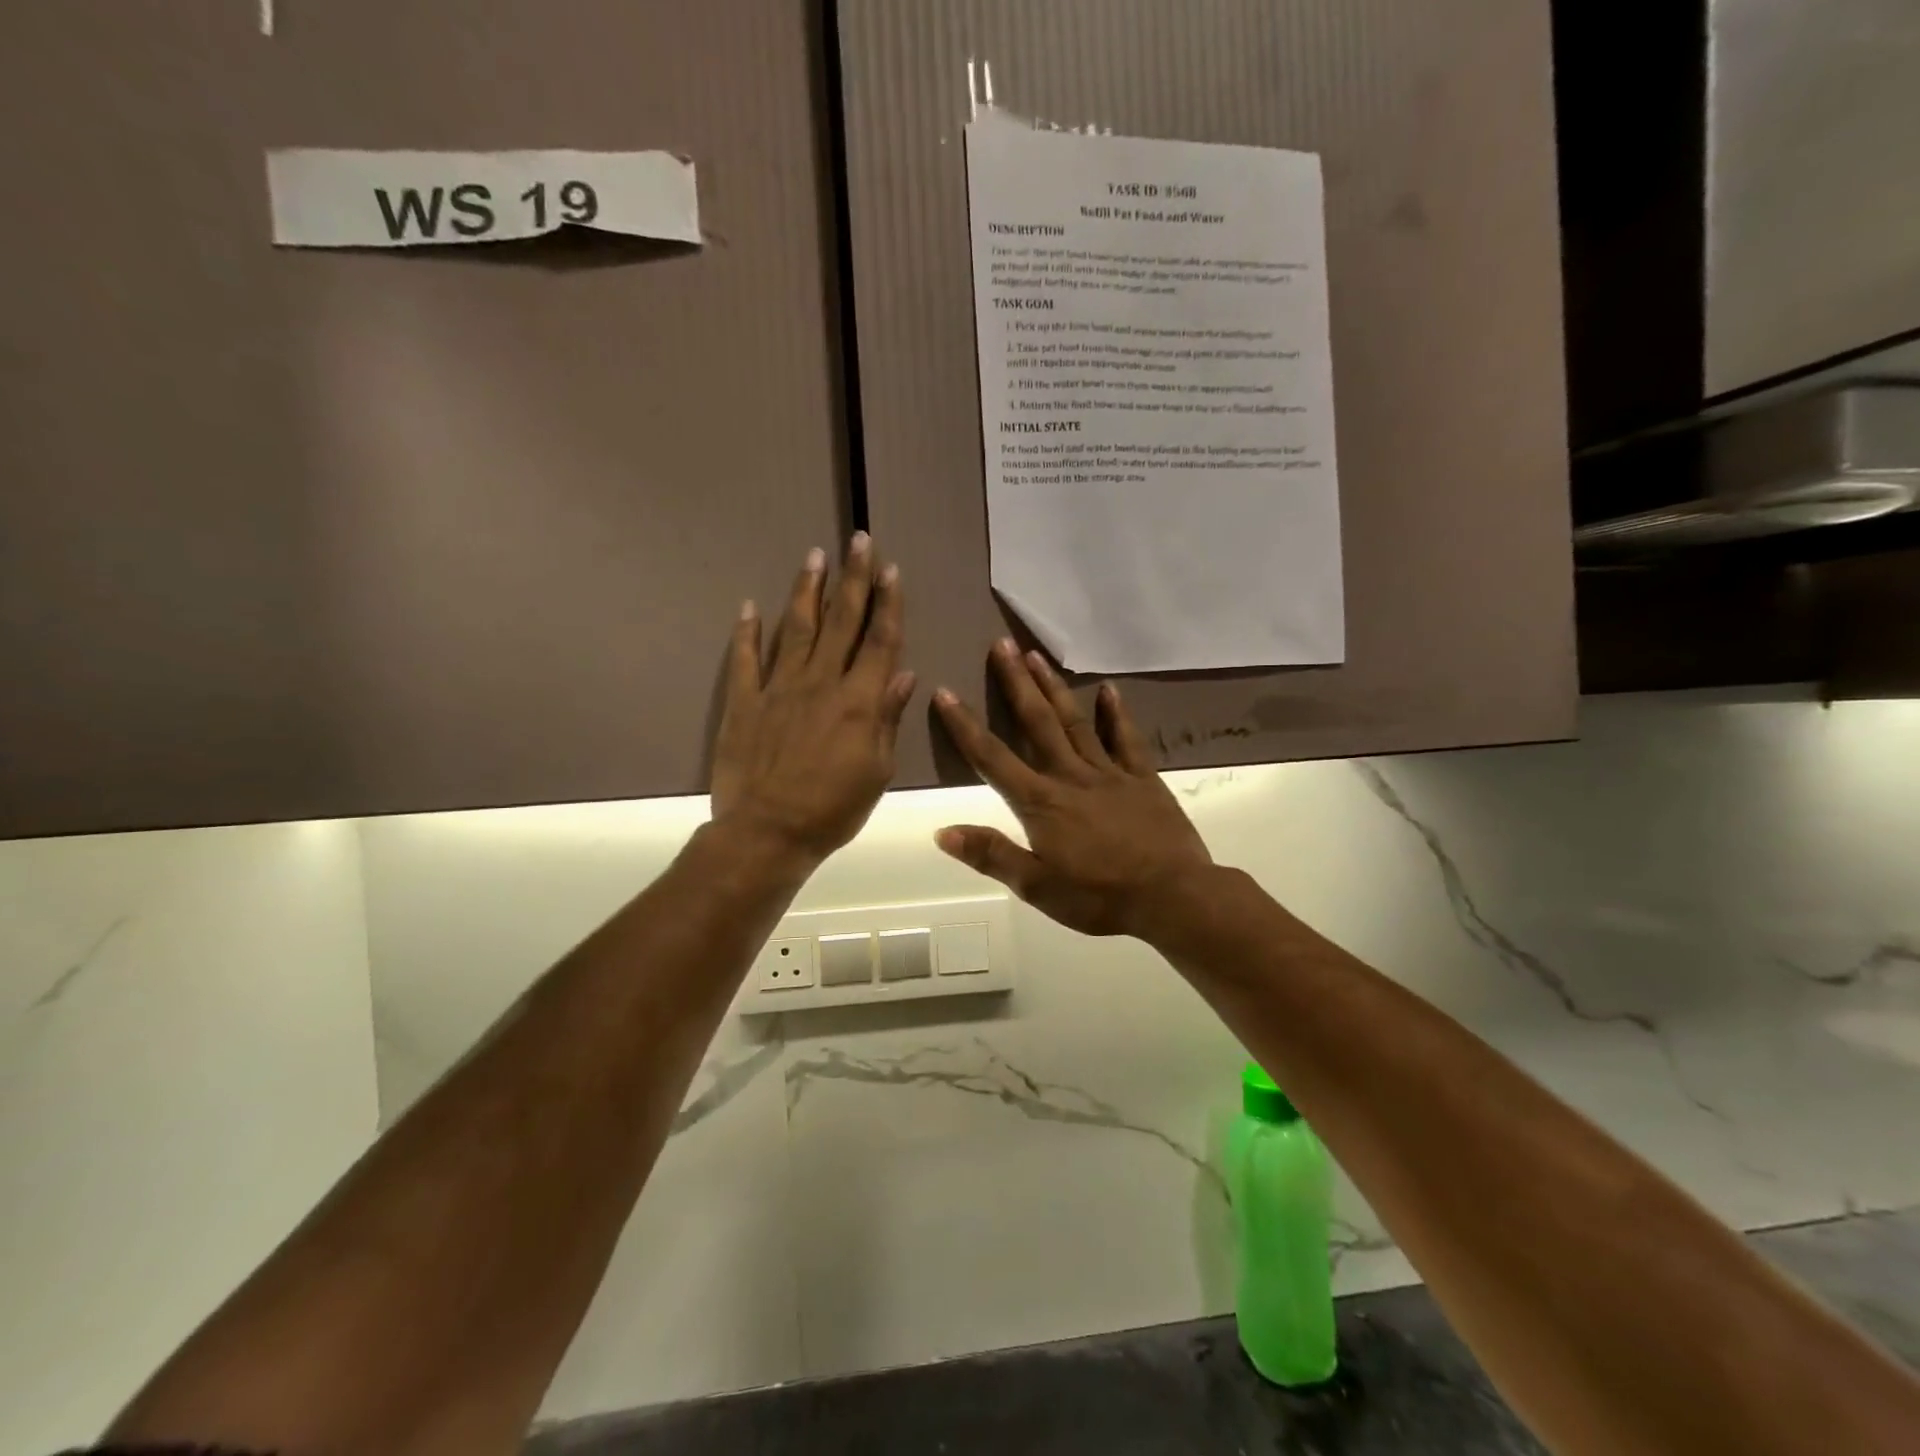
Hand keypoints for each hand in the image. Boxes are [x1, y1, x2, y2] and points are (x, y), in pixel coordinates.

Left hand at [711, 535, 914, 865]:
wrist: (768, 833)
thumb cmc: (833, 809)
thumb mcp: (877, 770)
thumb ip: (887, 718)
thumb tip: (902, 674)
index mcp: (858, 701)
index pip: (879, 641)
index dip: (887, 603)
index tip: (891, 570)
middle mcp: (820, 683)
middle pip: (841, 621)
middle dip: (853, 579)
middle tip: (859, 540)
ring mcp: (778, 688)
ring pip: (796, 628)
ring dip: (808, 590)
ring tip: (815, 555)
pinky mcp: (744, 701)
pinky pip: (745, 659)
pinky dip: (747, 632)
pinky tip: (750, 606)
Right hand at [932, 640, 1213, 938]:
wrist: (1172, 897)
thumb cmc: (1099, 896)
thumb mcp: (1037, 886)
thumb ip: (991, 855)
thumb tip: (942, 831)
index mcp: (1040, 802)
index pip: (992, 758)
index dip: (965, 725)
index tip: (945, 692)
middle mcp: (1070, 776)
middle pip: (1037, 722)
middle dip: (1015, 683)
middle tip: (1001, 644)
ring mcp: (1109, 772)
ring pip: (1075, 721)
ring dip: (1053, 687)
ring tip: (1036, 654)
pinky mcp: (1142, 777)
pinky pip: (1126, 739)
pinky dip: (1116, 713)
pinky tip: (1108, 689)